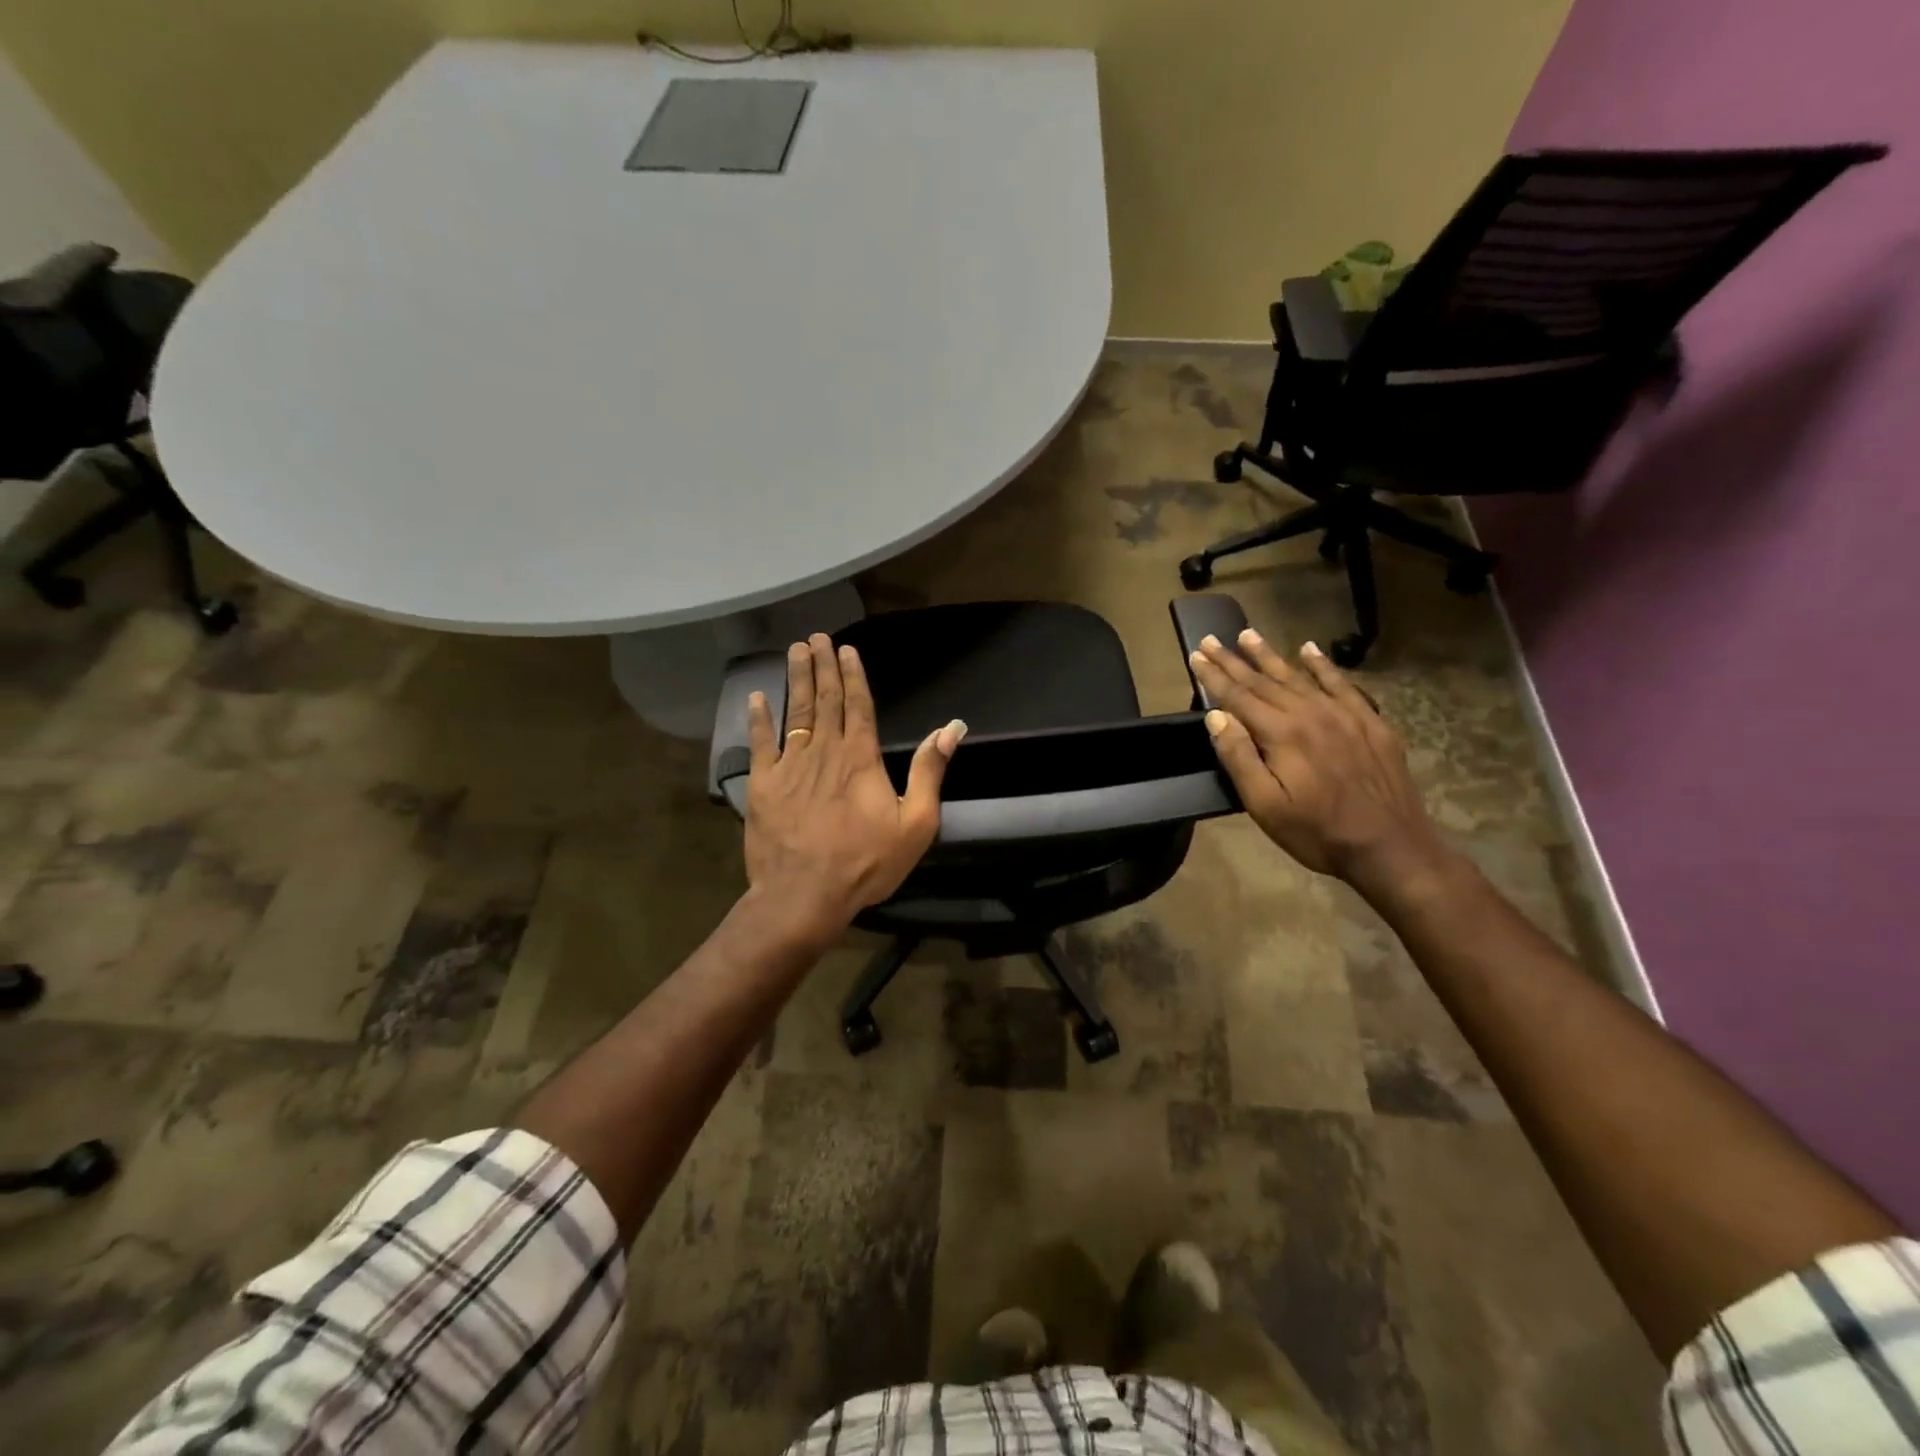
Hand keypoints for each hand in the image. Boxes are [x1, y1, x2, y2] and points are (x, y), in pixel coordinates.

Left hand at [743, 634, 965, 944]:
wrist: (804, 894)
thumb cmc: (866, 862)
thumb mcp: (916, 823)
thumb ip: (929, 771)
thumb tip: (951, 728)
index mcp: (861, 758)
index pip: (858, 705)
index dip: (853, 675)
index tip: (846, 649)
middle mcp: (825, 751)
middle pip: (825, 700)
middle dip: (822, 666)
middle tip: (817, 637)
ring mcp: (791, 765)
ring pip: (795, 712)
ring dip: (795, 679)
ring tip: (795, 651)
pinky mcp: (764, 784)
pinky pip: (761, 742)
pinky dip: (759, 718)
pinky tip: (757, 696)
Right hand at [1190, 630, 1449, 895]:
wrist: (1390, 847)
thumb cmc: (1317, 832)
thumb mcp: (1265, 805)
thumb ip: (1239, 757)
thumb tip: (1216, 716)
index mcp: (1282, 734)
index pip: (1238, 697)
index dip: (1214, 676)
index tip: (1196, 655)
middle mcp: (1310, 713)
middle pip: (1264, 681)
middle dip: (1234, 660)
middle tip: (1211, 638)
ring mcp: (1344, 715)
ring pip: (1299, 676)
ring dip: (1270, 655)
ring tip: (1248, 635)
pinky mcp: (1370, 722)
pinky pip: (1341, 684)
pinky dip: (1323, 665)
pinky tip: (1310, 650)